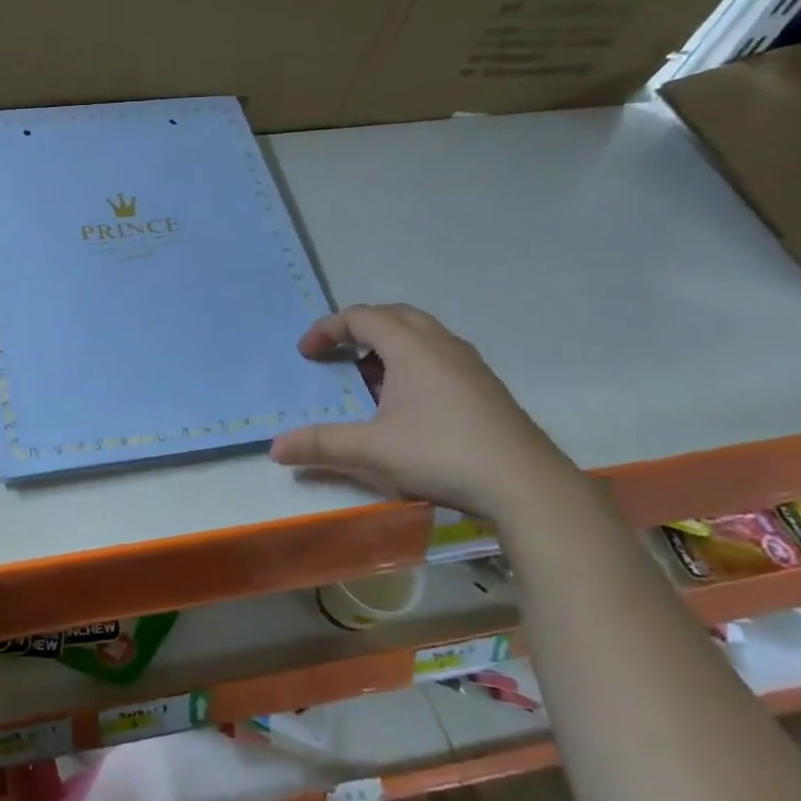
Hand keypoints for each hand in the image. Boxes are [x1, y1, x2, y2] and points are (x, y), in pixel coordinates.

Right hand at [269, 304, 580, 518]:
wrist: (525, 484)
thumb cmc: (442, 454)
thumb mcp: (372, 451)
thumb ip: (321, 444)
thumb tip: (275, 448)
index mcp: (412, 347)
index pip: (362, 317)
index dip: (327, 328)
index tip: (306, 353)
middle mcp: (442, 345)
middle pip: (393, 315)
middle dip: (358, 328)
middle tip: (335, 352)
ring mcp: (468, 364)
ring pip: (420, 335)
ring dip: (387, 345)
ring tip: (367, 376)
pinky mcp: (484, 387)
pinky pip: (438, 356)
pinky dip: (410, 362)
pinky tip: (406, 402)